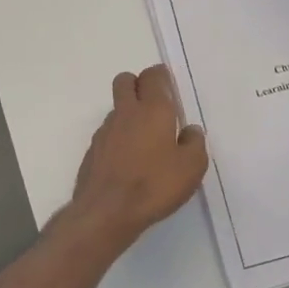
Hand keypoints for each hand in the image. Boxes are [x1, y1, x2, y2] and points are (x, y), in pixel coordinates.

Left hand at [66, 65, 208, 249]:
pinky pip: (108, 133)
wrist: (107, 212)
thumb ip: (195, 143)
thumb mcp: (191, 167)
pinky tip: (129, 162)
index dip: (162, 77)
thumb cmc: (154, 185)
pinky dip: (118, 139)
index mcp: (153, 109)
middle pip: (126, 81)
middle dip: (139, 85)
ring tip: (145, 142)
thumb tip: (190, 131)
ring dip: (129, 115)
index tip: (171, 91)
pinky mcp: (93, 151)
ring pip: (117, 108)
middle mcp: (126, 112)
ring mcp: (105, 131)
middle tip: (155, 108)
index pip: (153, 75)